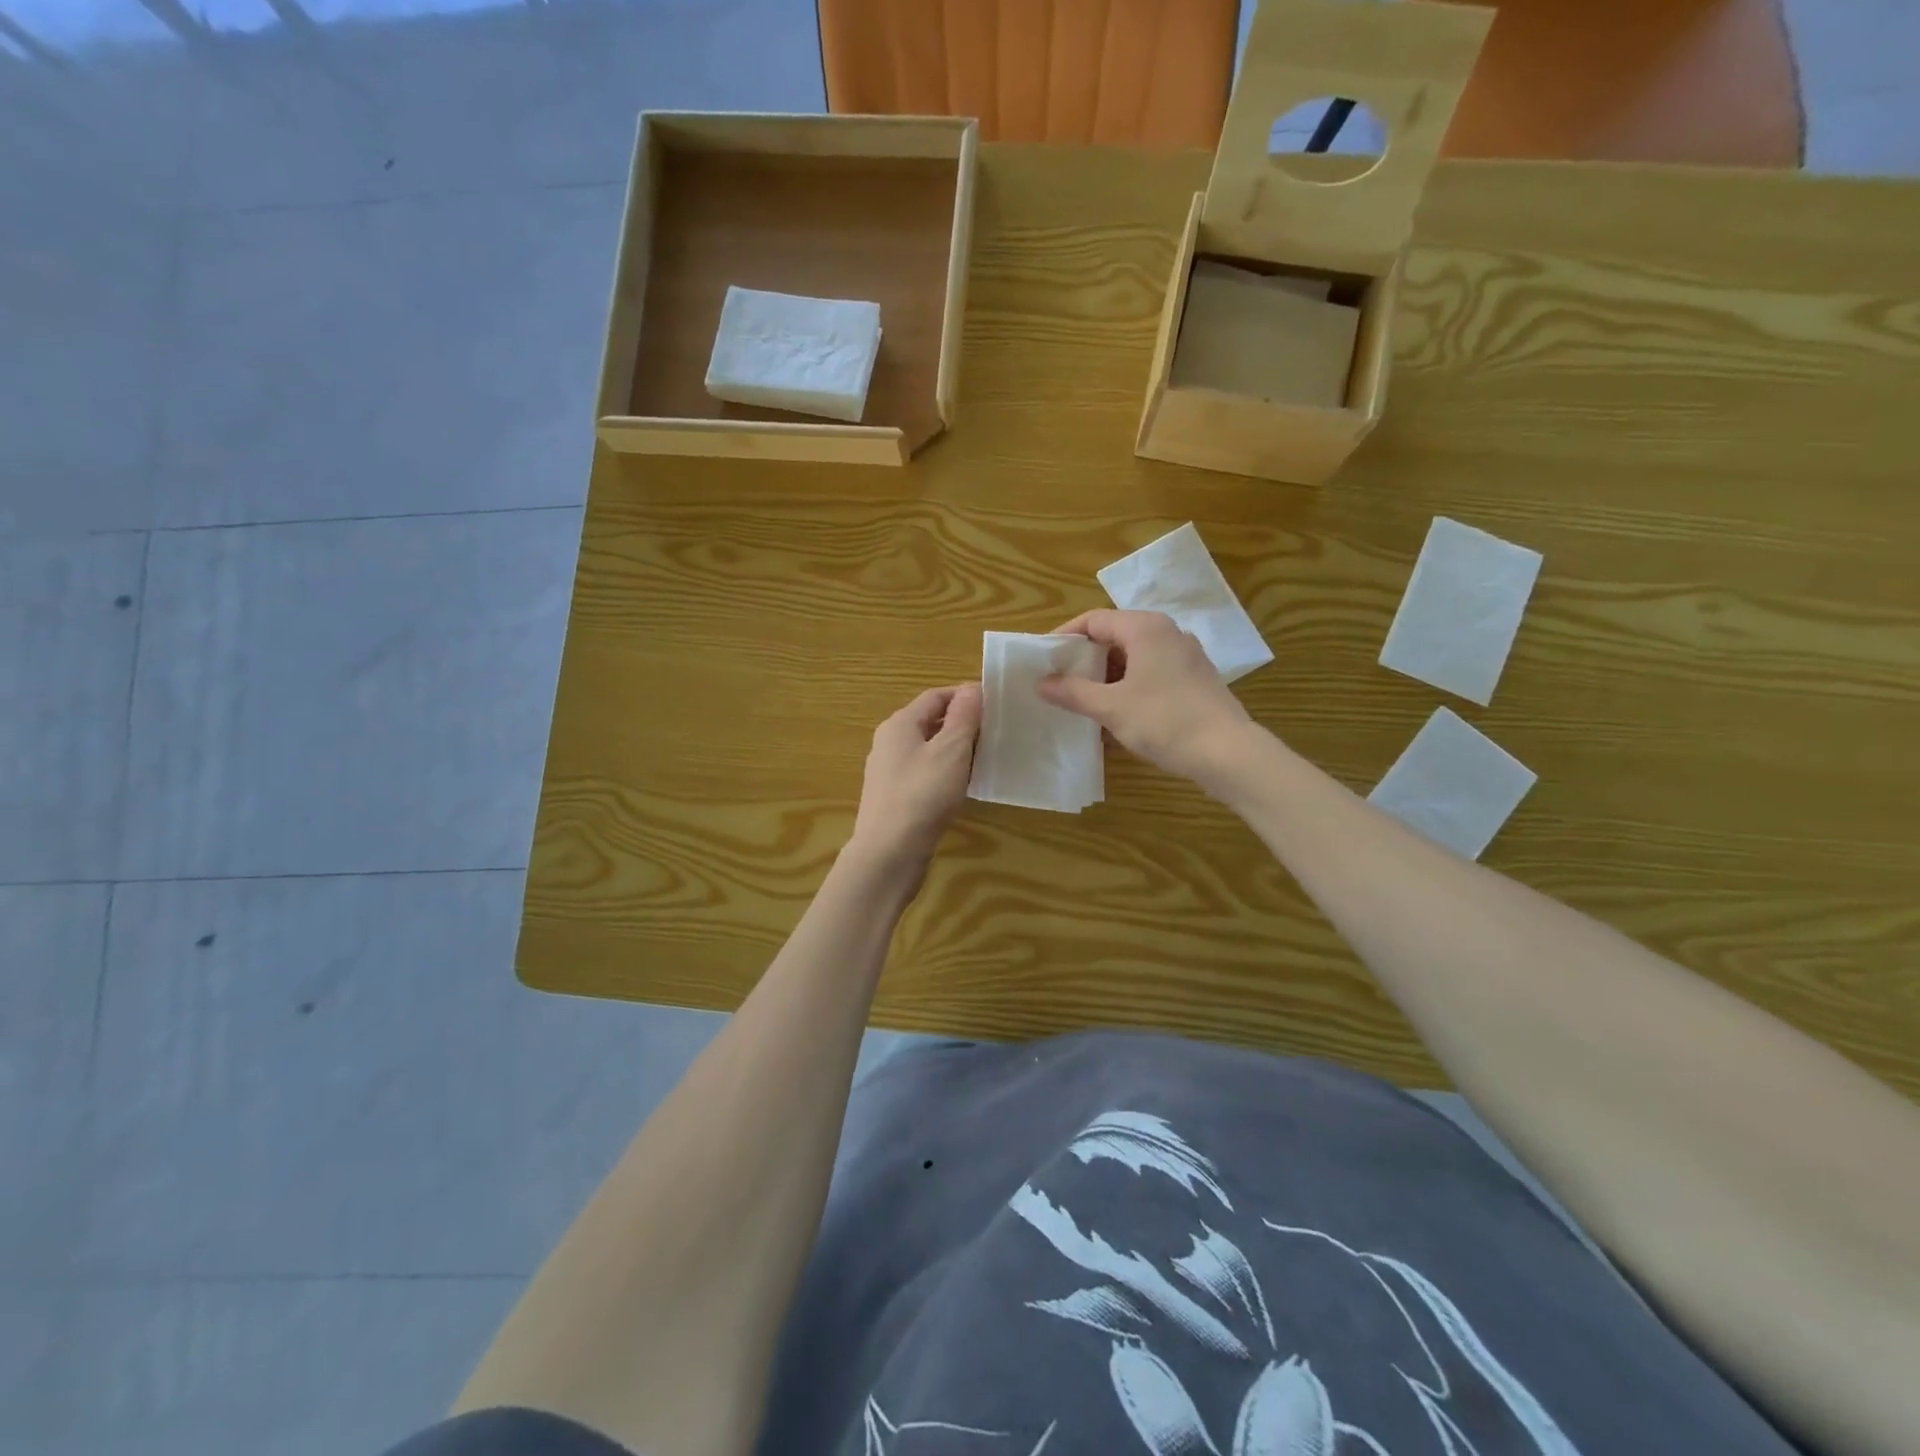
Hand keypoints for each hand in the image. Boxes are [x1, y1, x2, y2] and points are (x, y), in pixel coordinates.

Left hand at [848, 683, 982, 871]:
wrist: (889, 853)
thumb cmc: (922, 795)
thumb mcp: (951, 751)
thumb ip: (963, 717)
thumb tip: (972, 688)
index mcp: (899, 724)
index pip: (935, 696)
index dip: (965, 695)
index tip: (995, 703)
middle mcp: (889, 742)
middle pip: (929, 721)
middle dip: (962, 722)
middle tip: (994, 731)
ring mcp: (889, 771)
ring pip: (927, 748)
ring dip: (955, 749)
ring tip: (985, 757)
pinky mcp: (894, 797)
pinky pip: (924, 773)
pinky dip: (945, 771)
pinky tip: (962, 786)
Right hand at [1037, 610, 1256, 789]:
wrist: (1227, 753)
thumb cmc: (1164, 721)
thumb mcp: (1110, 707)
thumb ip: (1073, 692)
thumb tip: (1042, 683)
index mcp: (1145, 628)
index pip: (1093, 620)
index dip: (1065, 637)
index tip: (1043, 660)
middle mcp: (1168, 633)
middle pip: (1115, 637)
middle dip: (1085, 661)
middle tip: (1060, 684)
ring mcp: (1185, 657)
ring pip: (1134, 659)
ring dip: (1106, 679)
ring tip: (1084, 704)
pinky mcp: (1195, 680)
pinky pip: (1152, 675)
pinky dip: (1129, 689)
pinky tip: (1116, 718)